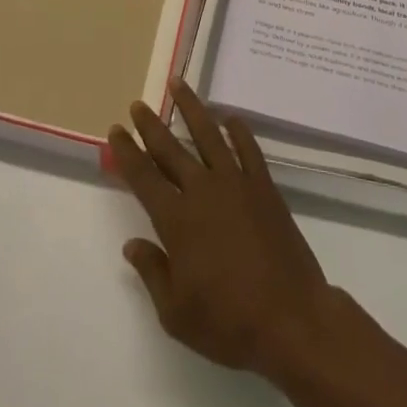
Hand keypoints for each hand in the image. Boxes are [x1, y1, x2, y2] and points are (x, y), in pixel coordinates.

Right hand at [107, 81, 335, 380]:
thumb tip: (132, 244)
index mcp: (177, 220)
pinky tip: (230, 119)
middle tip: (138, 104)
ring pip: (208, 135)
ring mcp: (236, 184)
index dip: (127, 153)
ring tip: (178, 84)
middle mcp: (203, 191)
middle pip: (171, 149)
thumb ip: (152, 273)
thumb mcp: (176, 313)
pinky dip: (238, 131)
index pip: (144, 177)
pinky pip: (248, 149)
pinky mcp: (264, 187)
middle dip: (151, 125)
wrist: (291, 319)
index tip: (116, 131)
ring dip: (191, 108)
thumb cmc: (229, 322)